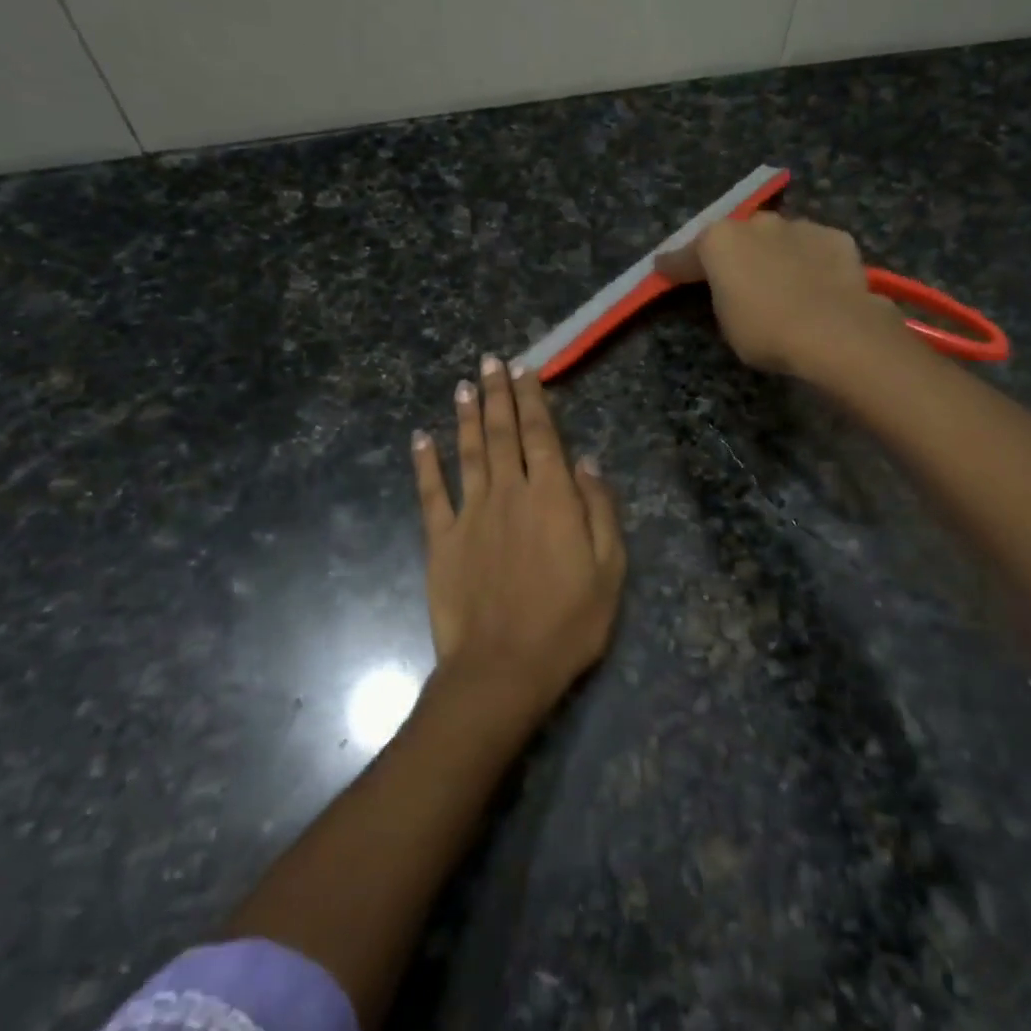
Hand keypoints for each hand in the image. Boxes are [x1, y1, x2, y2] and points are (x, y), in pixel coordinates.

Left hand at [411, 355, 625, 718]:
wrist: (503, 668)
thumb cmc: (568, 622)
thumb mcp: (609, 569)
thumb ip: (599, 510)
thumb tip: (588, 462)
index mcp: (552, 498)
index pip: (542, 436)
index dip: (534, 400)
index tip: (525, 370)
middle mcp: (509, 493)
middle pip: (502, 434)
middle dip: (498, 395)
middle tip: (491, 361)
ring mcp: (470, 514)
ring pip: (468, 453)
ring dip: (466, 416)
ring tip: (463, 384)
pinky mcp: (441, 540)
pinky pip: (431, 493)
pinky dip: (425, 463)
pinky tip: (421, 438)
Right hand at [656, 212, 899, 378]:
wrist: (834, 330)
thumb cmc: (766, 332)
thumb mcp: (726, 323)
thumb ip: (721, 296)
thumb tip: (728, 289)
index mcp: (720, 242)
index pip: (686, 255)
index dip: (673, 265)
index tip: (662, 269)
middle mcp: (757, 223)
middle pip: (736, 237)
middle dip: (732, 254)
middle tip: (734, 278)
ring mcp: (799, 225)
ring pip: (778, 237)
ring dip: (773, 254)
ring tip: (780, 282)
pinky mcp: (835, 237)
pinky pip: (813, 248)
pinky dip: (810, 261)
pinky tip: (816, 284)